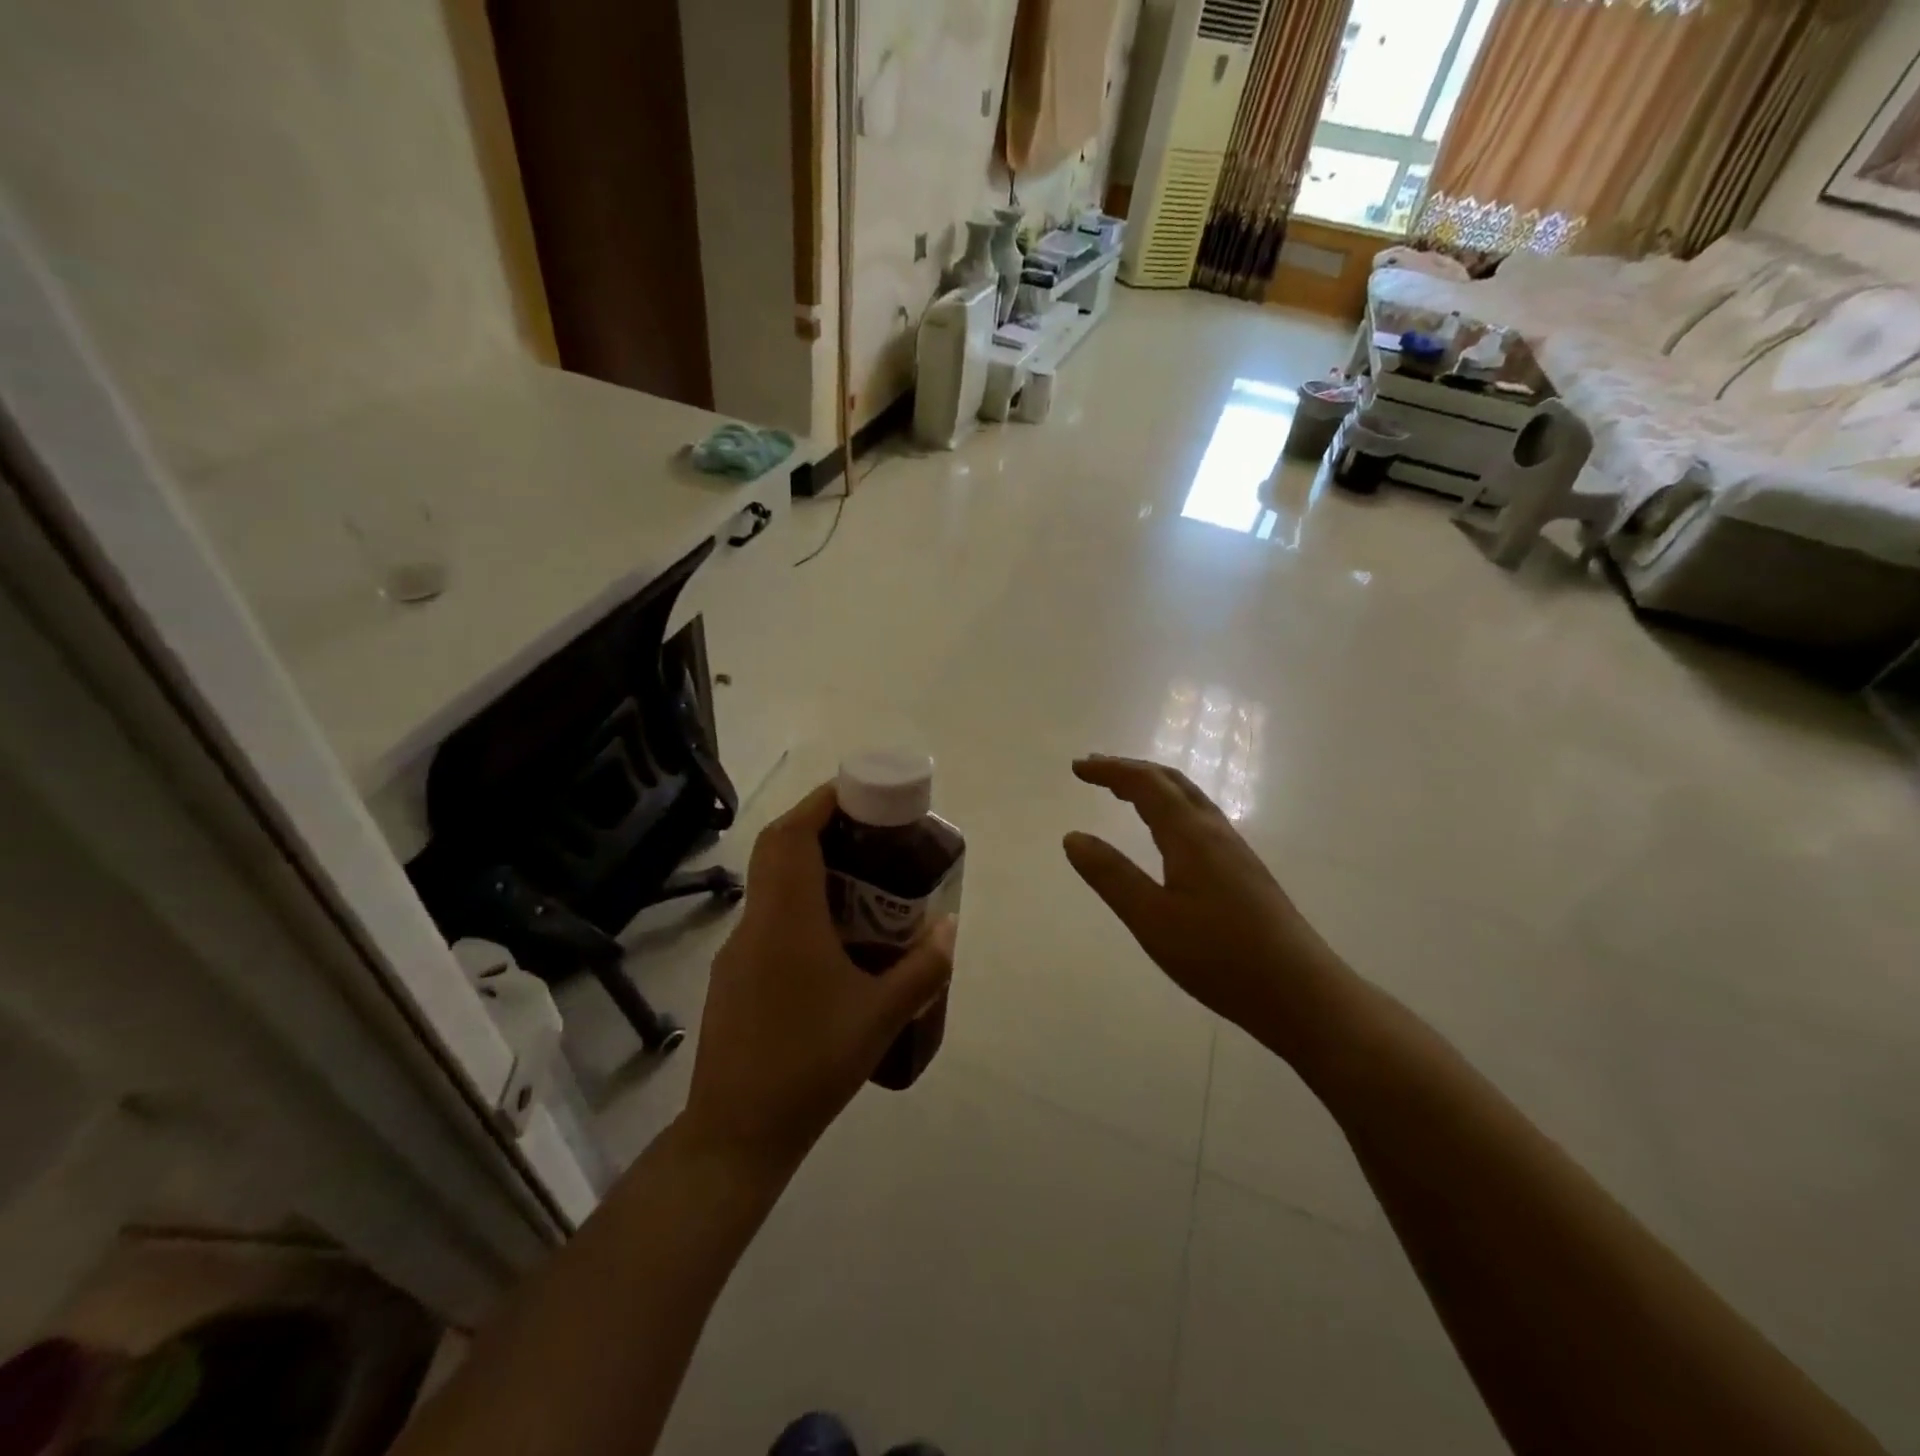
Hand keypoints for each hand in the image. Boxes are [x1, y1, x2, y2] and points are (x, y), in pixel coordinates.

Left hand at [685, 784, 956, 1171]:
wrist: (737, 1133)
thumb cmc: (812, 1065)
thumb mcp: (882, 1016)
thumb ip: (924, 967)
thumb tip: (951, 926)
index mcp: (787, 920)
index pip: (792, 835)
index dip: (822, 803)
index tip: (859, 792)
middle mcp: (756, 923)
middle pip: (778, 849)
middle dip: (819, 825)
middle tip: (868, 830)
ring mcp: (738, 950)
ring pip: (771, 884)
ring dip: (810, 866)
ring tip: (861, 880)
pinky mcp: (734, 976)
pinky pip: (769, 918)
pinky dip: (800, 904)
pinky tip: (834, 939)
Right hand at [1063, 755, 1350, 1058]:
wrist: (1302, 993)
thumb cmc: (1220, 957)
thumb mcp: (1152, 920)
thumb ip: (1111, 876)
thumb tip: (1073, 837)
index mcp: (1190, 835)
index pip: (1145, 784)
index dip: (1110, 770)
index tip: (1076, 767)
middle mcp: (1215, 832)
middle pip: (1171, 782)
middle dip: (1131, 770)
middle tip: (1095, 769)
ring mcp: (1235, 851)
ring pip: (1189, 799)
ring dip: (1153, 787)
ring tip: (1123, 792)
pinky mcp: (1245, 871)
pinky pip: (1200, 819)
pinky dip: (1171, 808)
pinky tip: (1167, 833)